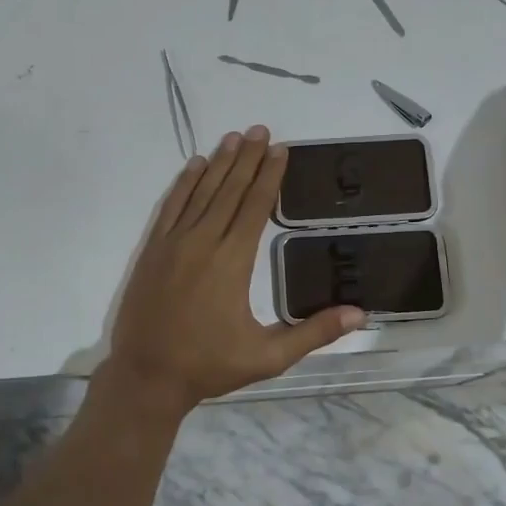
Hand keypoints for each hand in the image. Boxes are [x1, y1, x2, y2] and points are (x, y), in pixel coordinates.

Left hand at [102, 126, 364, 416]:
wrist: (146, 376)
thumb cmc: (209, 366)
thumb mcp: (268, 356)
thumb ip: (313, 332)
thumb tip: (359, 314)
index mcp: (233, 261)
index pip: (256, 206)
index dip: (269, 175)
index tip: (280, 149)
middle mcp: (204, 241)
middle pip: (230, 190)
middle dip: (247, 158)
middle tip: (260, 129)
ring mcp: (174, 242)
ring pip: (201, 192)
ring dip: (219, 163)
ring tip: (234, 136)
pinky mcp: (153, 249)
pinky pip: (171, 206)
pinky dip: (184, 183)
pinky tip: (194, 165)